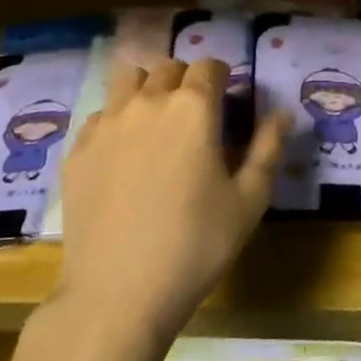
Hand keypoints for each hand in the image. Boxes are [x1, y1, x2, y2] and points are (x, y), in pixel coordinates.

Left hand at [53, 57, 286, 345]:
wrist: (117, 294)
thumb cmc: (195, 246)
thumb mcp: (249, 201)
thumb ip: (269, 148)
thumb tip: (283, 114)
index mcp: (193, 108)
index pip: (209, 66)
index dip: (222, 79)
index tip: (227, 103)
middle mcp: (147, 102)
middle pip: (168, 67)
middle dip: (186, 81)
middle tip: (196, 116)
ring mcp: (106, 124)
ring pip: (127, 80)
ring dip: (147, 88)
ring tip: (156, 122)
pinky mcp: (77, 150)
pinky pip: (100, 115)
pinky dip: (116, 120)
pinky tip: (123, 154)